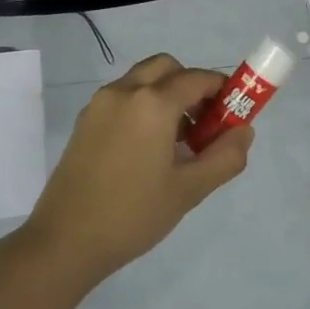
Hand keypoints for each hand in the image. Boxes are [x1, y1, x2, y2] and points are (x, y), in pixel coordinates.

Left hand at [23, 54, 254, 279]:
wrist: (65, 240)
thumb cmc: (134, 214)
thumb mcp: (190, 190)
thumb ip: (225, 157)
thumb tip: (243, 131)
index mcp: (152, 103)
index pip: (198, 79)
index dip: (223, 91)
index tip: (235, 114)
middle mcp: (124, 92)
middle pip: (167, 68)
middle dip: (191, 86)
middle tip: (204, 123)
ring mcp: (99, 105)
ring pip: (142, 81)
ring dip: (166, 95)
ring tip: (177, 143)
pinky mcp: (84, 122)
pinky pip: (122, 98)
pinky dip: (143, 107)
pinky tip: (148, 150)